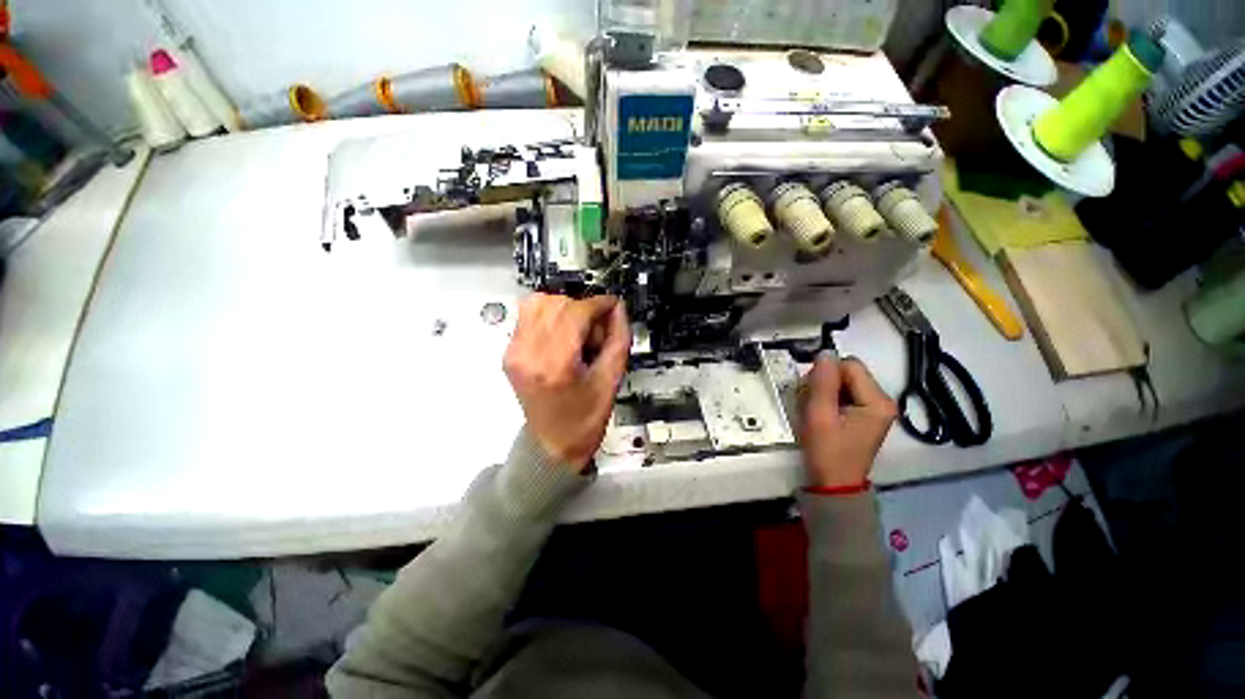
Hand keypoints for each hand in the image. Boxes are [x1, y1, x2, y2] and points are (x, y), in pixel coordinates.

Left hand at [504, 293, 630, 470]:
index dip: (598, 303)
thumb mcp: (611, 381)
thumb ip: (618, 339)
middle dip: (583, 308)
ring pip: (537, 302)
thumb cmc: (583, 421)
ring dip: (564, 308)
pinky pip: (528, 316)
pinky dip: (550, 316)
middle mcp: (527, 355)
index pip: (575, 313)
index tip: (612, 305)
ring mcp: (514, 353)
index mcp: (555, 366)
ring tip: (578, 331)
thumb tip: (617, 309)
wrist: (552, 445)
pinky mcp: (510, 353)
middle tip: (597, 328)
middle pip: (556, 303)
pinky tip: (563, 335)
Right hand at [798, 353, 896, 488]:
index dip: (826, 374)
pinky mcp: (865, 415)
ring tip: (815, 411)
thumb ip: (822, 383)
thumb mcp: (819, 415)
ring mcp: (874, 408)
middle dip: (824, 383)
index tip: (812, 393)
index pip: (849, 365)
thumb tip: (825, 353)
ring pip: (843, 382)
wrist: (833, 484)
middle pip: (848, 373)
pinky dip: (828, 399)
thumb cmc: (827, 451)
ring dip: (824, 391)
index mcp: (877, 401)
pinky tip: (821, 414)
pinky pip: (844, 394)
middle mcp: (882, 400)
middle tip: (811, 404)